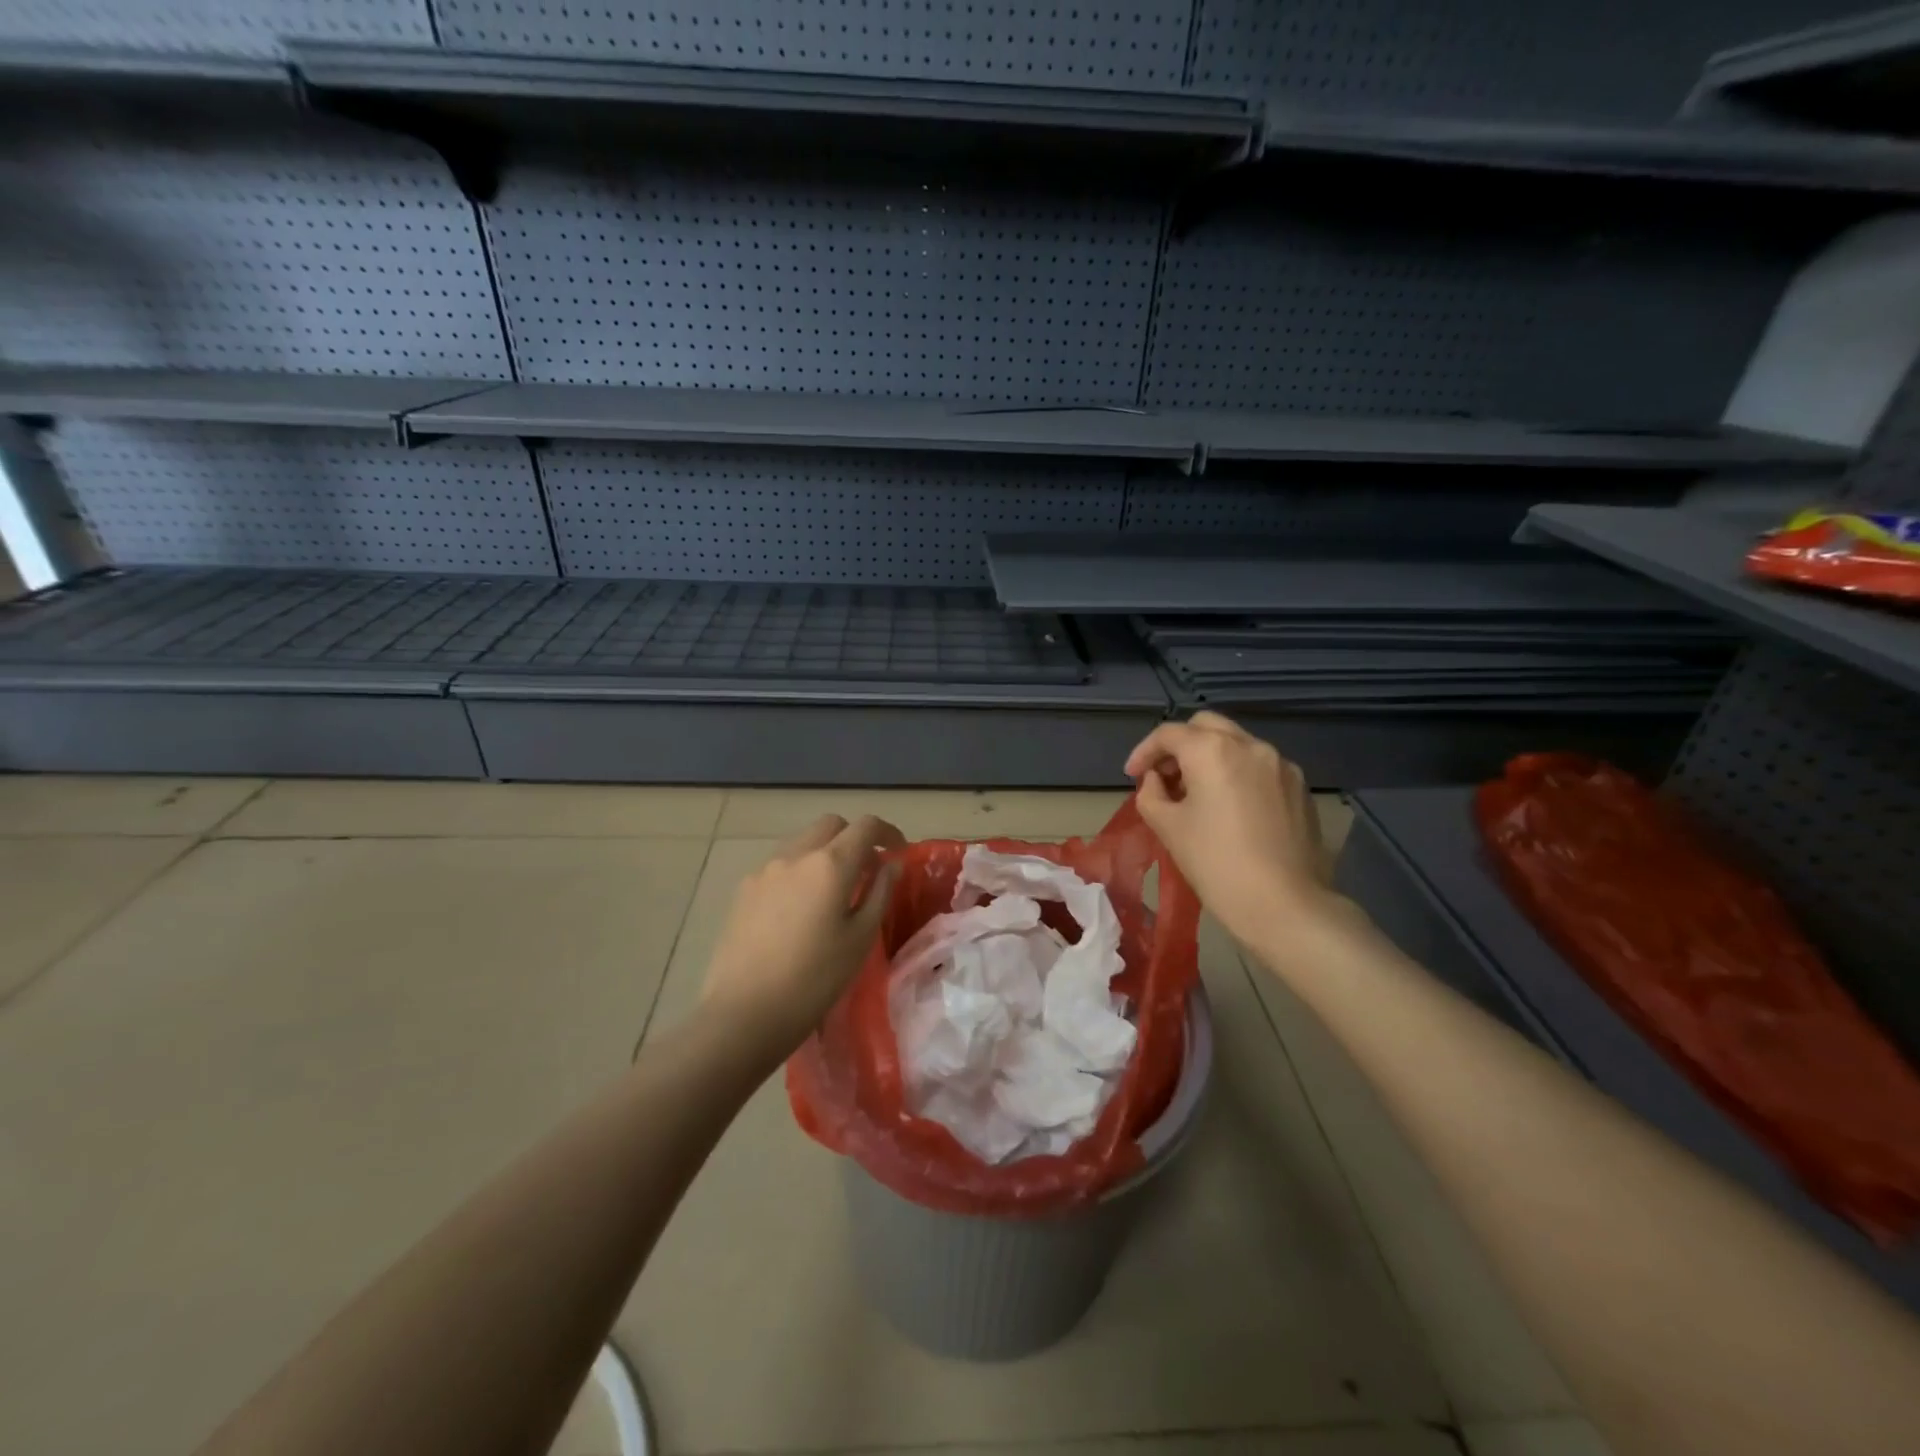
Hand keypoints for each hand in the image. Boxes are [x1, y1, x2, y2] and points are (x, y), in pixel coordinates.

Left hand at [700, 813, 904, 1057]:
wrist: (744, 1012)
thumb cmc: (814, 979)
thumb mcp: (860, 939)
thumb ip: (880, 893)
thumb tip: (891, 864)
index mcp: (830, 864)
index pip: (866, 825)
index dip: (887, 832)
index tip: (898, 851)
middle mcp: (796, 854)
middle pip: (831, 825)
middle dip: (854, 837)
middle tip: (867, 870)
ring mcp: (765, 869)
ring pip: (803, 841)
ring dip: (824, 852)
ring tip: (833, 890)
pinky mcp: (744, 888)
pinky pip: (780, 864)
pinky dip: (799, 870)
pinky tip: (800, 908)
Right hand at [1125, 712, 1343, 953]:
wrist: (1285, 905)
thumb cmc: (1216, 863)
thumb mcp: (1168, 827)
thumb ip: (1151, 794)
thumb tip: (1157, 781)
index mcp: (1213, 750)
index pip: (1168, 734)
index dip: (1144, 752)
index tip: (1133, 777)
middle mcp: (1250, 745)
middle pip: (1205, 726)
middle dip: (1179, 745)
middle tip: (1164, 776)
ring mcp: (1280, 765)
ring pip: (1236, 744)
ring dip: (1209, 758)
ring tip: (1195, 793)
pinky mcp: (1300, 787)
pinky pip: (1259, 767)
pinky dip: (1237, 773)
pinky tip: (1230, 808)